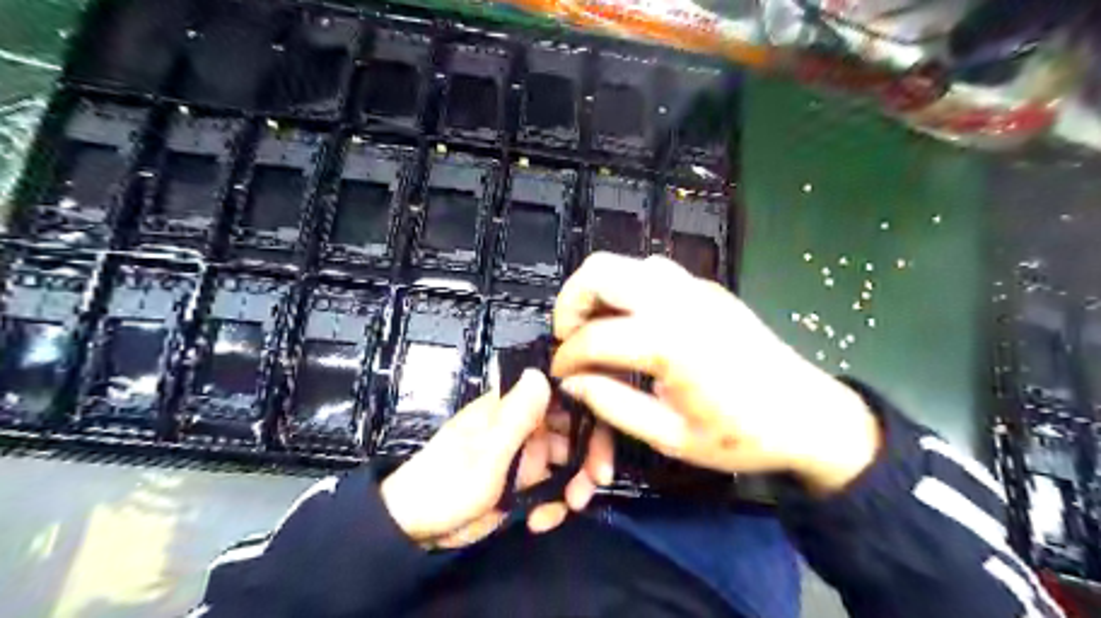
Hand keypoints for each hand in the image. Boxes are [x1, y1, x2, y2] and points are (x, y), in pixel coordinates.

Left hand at [384, 369, 614, 548]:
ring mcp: (525, 455)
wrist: (414, 528)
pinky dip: (553, 505)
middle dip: (588, 457)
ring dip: (575, 485)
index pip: (562, 395)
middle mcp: (523, 425)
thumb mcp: (485, 454)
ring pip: (568, 462)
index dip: (589, 412)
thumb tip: (540, 371)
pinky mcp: (523, 483)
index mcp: (512, 407)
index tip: (602, 440)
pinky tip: (539, 521)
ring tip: (569, 508)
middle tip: (594, 484)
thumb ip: (515, 416)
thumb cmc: (446, 484)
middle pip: (573, 430)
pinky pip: (553, 488)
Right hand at [554, 253, 883, 494]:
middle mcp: (678, 301)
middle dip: (571, 302)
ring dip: (600, 292)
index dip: (567, 357)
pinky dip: (628, 290)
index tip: (560, 374)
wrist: (809, 416)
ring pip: (627, 265)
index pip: (594, 336)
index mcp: (669, 343)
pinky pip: (653, 273)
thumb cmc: (740, 435)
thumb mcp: (670, 436)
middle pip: (601, 271)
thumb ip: (612, 405)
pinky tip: (633, 323)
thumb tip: (572, 382)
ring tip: (597, 330)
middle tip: (569, 338)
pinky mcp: (708, 287)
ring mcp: (695, 288)